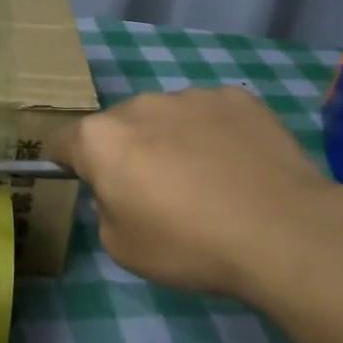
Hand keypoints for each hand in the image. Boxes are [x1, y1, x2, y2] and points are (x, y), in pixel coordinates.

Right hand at [47, 86, 342, 301]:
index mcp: (100, 139)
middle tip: (155, 193)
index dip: (64, 162)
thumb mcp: (121, 247)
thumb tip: (119, 190)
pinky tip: (238, 167)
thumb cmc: (189, 245)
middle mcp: (139, 105)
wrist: (282, 232)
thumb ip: (104, 207)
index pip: (60, 140)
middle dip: (125, 152)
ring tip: (206, 181)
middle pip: (117, 127)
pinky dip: (213, 134)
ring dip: (170, 140)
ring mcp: (191, 96)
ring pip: (165, 117)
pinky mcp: (237, 98)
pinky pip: (210, 115)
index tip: (81, 181)